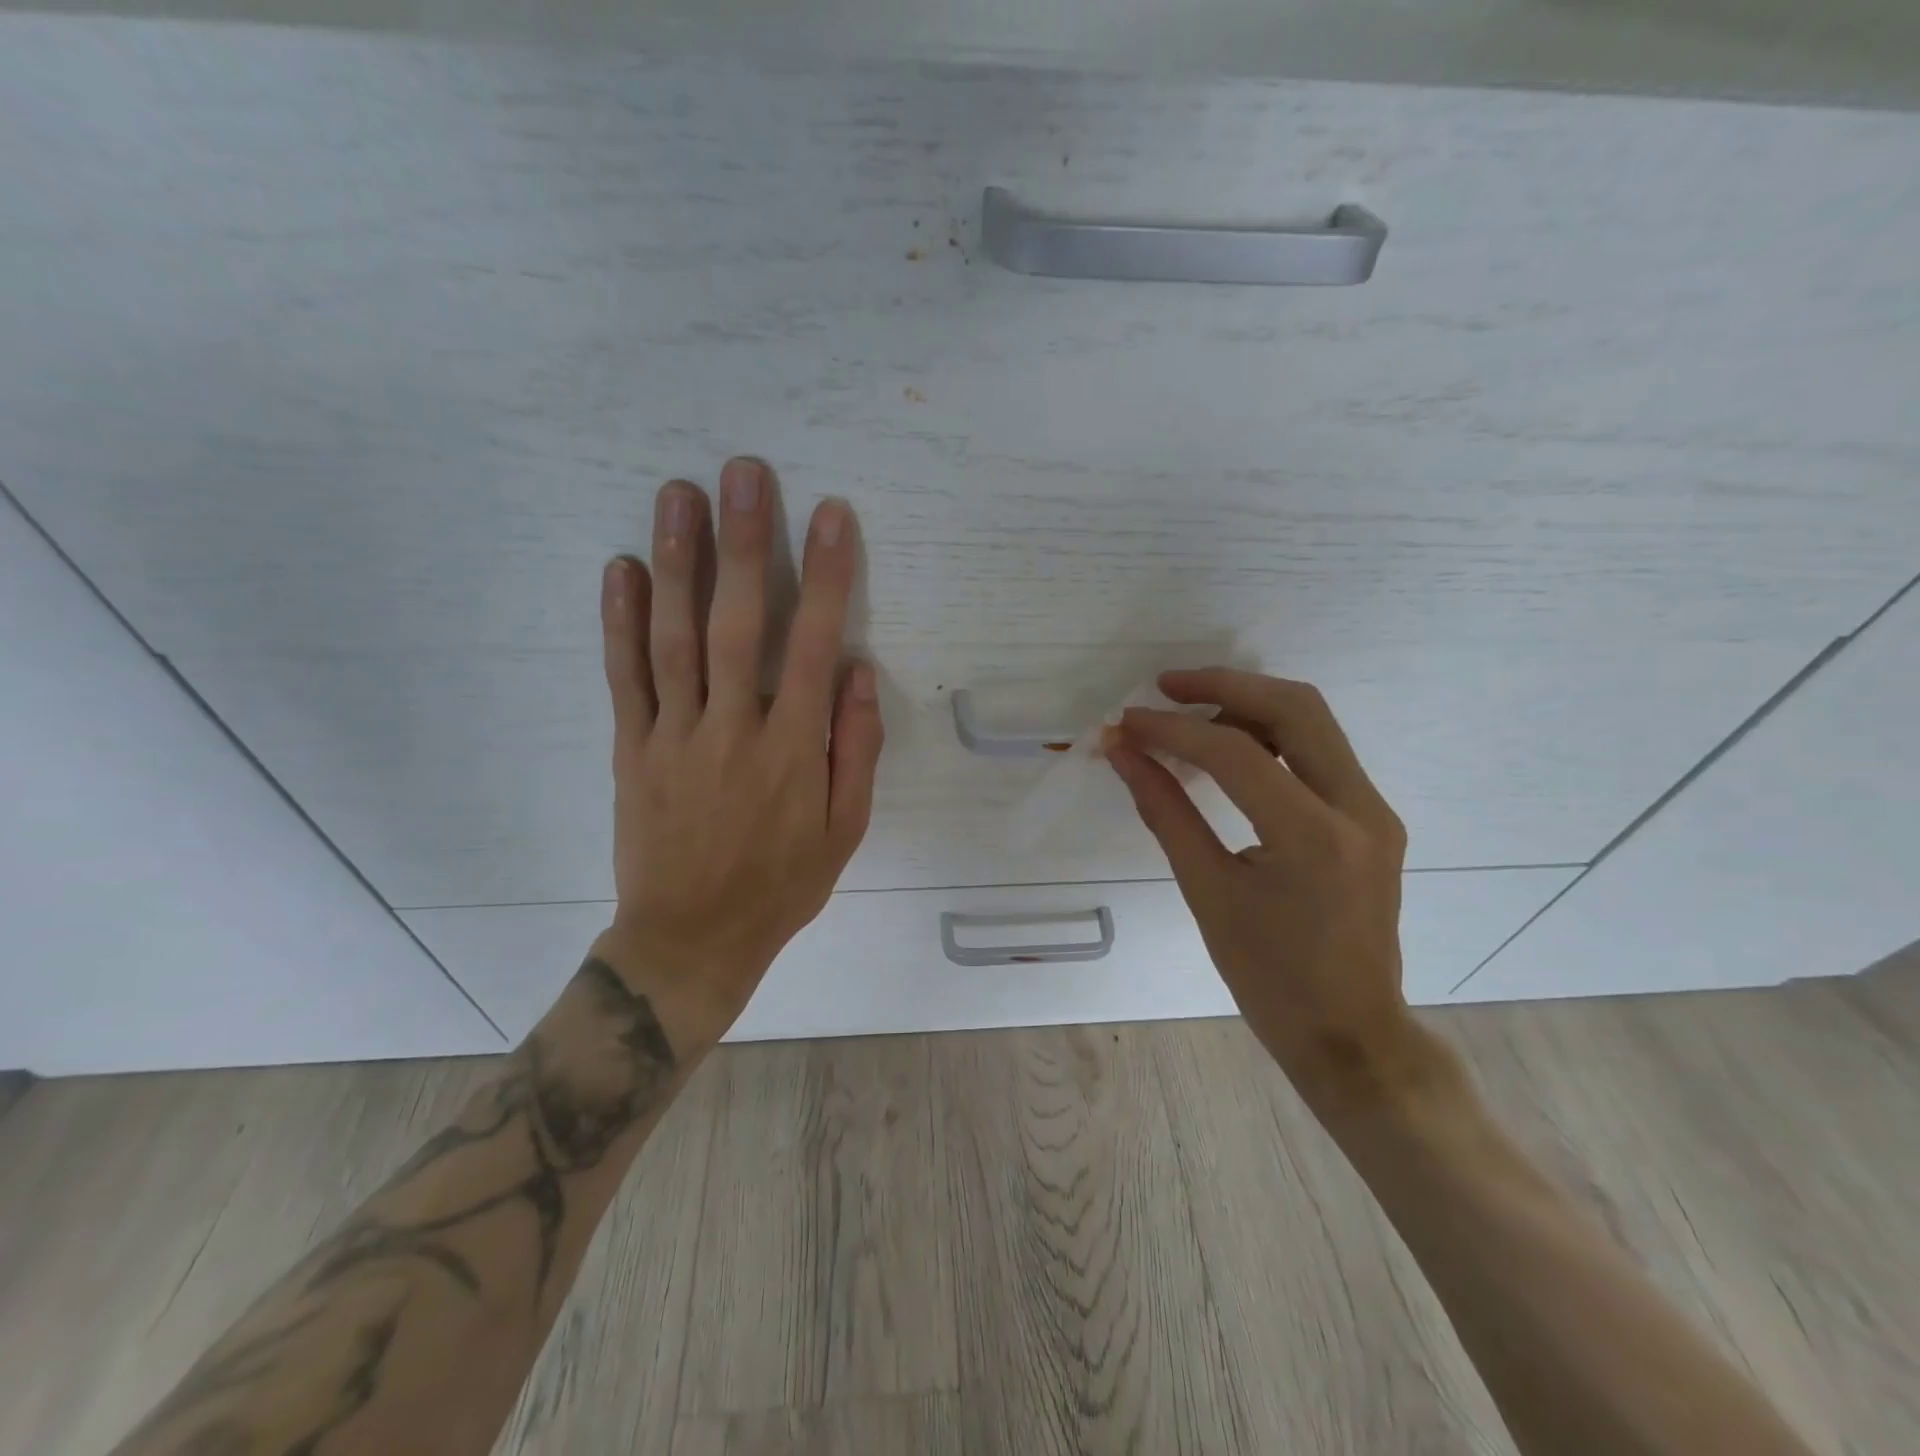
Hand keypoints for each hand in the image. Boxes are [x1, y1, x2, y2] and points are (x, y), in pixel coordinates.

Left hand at [593, 458, 882, 1040]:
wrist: (692, 938)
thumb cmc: (781, 884)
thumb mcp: (844, 829)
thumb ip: (855, 748)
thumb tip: (856, 670)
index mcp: (793, 750)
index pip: (812, 647)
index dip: (824, 578)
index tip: (831, 516)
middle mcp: (733, 729)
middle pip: (736, 624)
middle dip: (743, 544)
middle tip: (742, 473)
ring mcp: (675, 736)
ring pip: (674, 638)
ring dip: (678, 563)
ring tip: (678, 495)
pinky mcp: (632, 749)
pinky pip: (625, 678)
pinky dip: (620, 621)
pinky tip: (621, 568)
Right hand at [1109, 669, 1417, 1107]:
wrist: (1351, 1034)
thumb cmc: (1270, 978)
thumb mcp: (1207, 892)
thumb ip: (1165, 811)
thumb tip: (1123, 754)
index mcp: (1314, 835)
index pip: (1236, 752)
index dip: (1173, 728)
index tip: (1126, 723)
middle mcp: (1359, 808)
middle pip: (1295, 707)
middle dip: (1224, 685)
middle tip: (1165, 687)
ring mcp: (1374, 810)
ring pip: (1313, 723)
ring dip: (1248, 705)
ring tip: (1189, 717)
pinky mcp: (1371, 819)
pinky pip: (1319, 754)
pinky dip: (1270, 738)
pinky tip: (1228, 753)